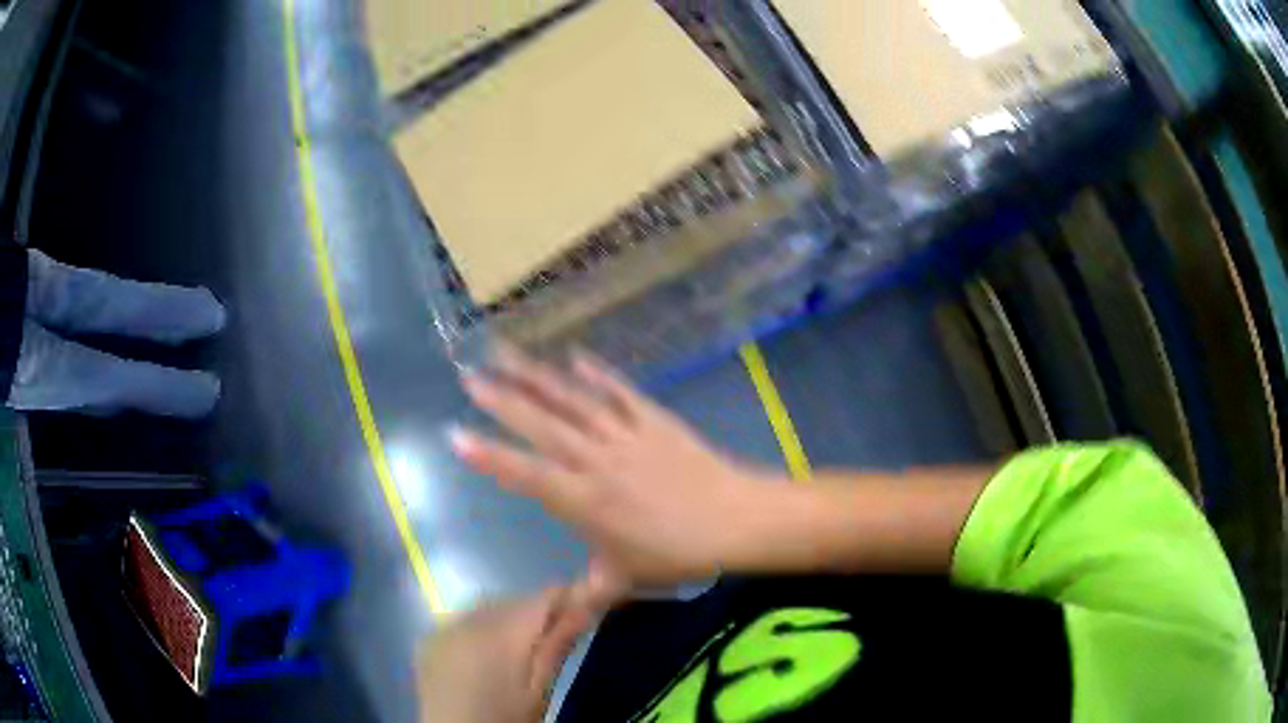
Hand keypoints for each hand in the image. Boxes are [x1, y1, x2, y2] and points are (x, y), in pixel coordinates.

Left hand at [416, 588, 594, 722]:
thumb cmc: (504, 720)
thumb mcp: (538, 690)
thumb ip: (557, 644)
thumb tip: (586, 606)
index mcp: (499, 634)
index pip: (543, 597)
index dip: (570, 596)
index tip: (591, 604)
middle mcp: (467, 619)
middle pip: (514, 600)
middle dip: (539, 610)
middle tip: (562, 631)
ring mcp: (443, 627)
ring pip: (488, 607)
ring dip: (510, 617)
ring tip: (526, 646)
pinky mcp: (429, 639)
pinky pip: (464, 620)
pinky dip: (483, 627)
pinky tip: (490, 652)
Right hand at [451, 349, 776, 593]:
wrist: (735, 520)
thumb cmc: (678, 555)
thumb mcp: (626, 577)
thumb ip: (591, 588)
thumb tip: (569, 609)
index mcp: (584, 502)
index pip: (526, 475)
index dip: (489, 457)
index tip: (455, 435)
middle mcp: (596, 462)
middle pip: (542, 427)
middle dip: (502, 401)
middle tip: (470, 378)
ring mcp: (625, 435)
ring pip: (572, 401)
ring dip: (537, 376)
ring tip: (506, 353)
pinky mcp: (653, 419)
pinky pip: (620, 392)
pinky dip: (598, 373)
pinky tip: (575, 356)